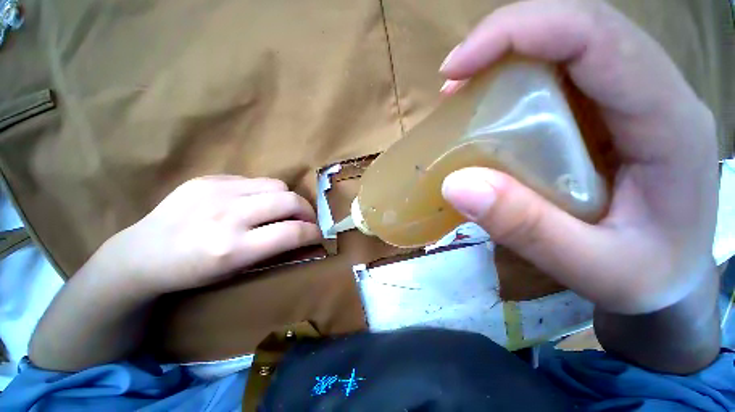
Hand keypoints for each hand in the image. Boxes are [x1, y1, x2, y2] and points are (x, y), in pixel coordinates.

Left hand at [95, 176, 321, 294]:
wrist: (141, 254)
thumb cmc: (192, 273)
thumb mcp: (237, 271)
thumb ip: (275, 250)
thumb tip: (305, 238)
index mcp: (233, 249)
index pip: (293, 232)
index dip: (314, 232)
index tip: (318, 235)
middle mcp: (227, 215)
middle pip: (290, 200)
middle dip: (307, 211)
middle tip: (306, 221)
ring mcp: (216, 191)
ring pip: (276, 185)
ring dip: (287, 199)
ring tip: (281, 210)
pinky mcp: (207, 179)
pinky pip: (253, 180)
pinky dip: (264, 193)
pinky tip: (254, 203)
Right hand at [441, 0, 717, 314]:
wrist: (673, 281)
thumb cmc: (646, 279)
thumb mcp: (591, 267)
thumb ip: (526, 228)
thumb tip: (456, 185)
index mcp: (669, 122)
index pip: (595, 36)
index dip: (518, 33)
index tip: (456, 68)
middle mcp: (655, 93)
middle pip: (578, 27)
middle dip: (505, 40)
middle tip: (453, 80)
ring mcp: (634, 100)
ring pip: (569, 44)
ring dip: (506, 58)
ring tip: (462, 93)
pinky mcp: (612, 113)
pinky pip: (562, 74)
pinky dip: (515, 80)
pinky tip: (488, 109)